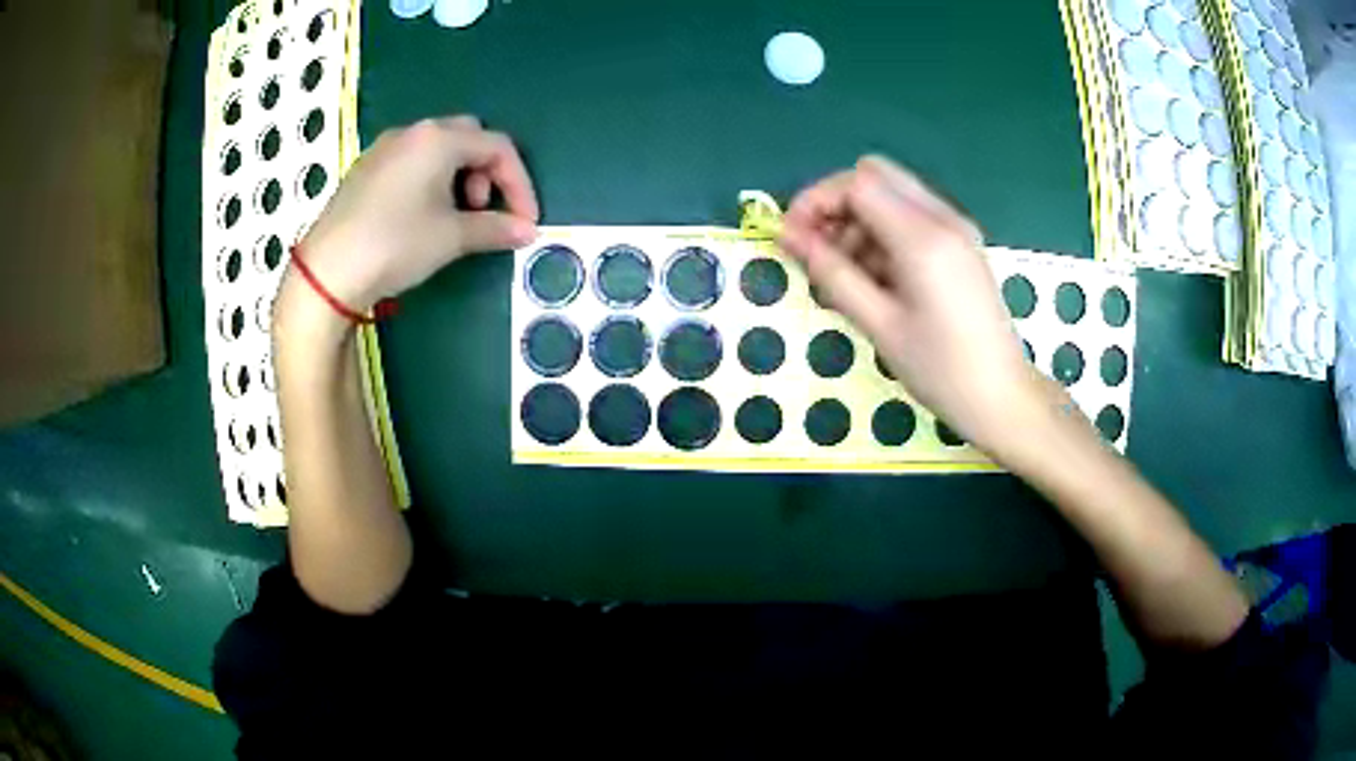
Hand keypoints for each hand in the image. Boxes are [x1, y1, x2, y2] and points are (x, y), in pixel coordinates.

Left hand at [284, 115, 539, 316]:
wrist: (327, 271)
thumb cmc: (395, 244)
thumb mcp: (451, 238)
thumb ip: (495, 228)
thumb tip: (527, 232)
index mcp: (439, 139)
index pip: (498, 147)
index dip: (519, 184)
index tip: (525, 221)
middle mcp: (413, 132)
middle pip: (469, 138)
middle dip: (487, 172)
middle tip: (482, 211)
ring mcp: (385, 148)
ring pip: (438, 148)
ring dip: (458, 175)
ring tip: (452, 217)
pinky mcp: (365, 168)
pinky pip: (411, 160)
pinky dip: (430, 179)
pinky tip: (421, 215)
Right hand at [779, 156, 1055, 460]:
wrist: (1002, 397)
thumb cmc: (940, 370)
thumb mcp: (879, 324)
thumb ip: (831, 272)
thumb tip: (787, 235)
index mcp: (923, 237)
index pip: (857, 182)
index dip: (816, 201)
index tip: (793, 238)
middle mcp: (942, 217)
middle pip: (875, 175)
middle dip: (837, 204)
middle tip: (819, 250)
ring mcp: (956, 227)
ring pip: (892, 193)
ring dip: (859, 220)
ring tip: (847, 276)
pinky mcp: (961, 242)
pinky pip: (911, 216)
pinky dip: (883, 233)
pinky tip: (878, 279)